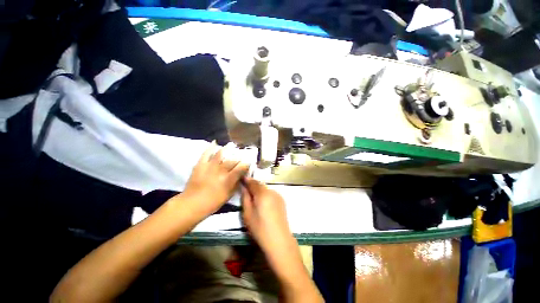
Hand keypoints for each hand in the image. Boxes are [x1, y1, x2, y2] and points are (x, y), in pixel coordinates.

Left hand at [183, 143, 248, 215]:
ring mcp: (210, 166)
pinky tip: (215, 142)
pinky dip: (210, 147)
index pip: (241, 167)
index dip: (247, 164)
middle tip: (241, 157)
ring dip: (228, 149)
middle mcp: (221, 170)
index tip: (249, 163)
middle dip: (239, 158)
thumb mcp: (229, 195)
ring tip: (232, 145)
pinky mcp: (201, 164)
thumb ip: (236, 184)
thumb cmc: (213, 202)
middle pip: (233, 160)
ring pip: (221, 154)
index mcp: (229, 178)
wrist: (192, 203)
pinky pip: (206, 153)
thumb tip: (242, 177)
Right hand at [241, 178, 292, 252]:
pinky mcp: (282, 200)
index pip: (253, 182)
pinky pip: (271, 194)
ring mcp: (278, 195)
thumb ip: (245, 198)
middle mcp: (272, 191)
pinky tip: (264, 205)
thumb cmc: (260, 228)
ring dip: (259, 191)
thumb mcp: (247, 214)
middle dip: (253, 186)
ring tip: (255, 201)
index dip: (246, 180)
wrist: (279, 240)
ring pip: (266, 189)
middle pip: (260, 185)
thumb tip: (244, 187)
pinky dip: (265, 196)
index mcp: (263, 193)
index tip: (241, 180)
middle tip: (246, 192)